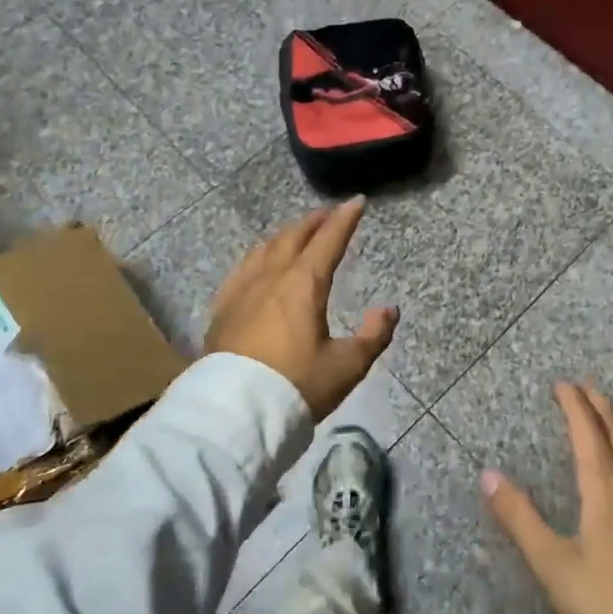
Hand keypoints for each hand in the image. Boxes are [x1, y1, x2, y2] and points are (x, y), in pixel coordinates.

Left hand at [204, 197, 398, 420]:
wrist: (236, 412)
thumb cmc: (297, 385)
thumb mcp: (347, 366)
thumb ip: (373, 336)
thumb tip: (388, 310)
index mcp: (304, 284)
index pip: (328, 240)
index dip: (345, 219)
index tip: (357, 201)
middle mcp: (272, 277)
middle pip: (293, 237)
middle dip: (314, 222)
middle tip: (328, 214)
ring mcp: (243, 290)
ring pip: (265, 249)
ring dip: (286, 235)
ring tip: (296, 233)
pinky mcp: (223, 308)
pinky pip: (243, 268)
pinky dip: (259, 256)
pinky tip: (258, 263)